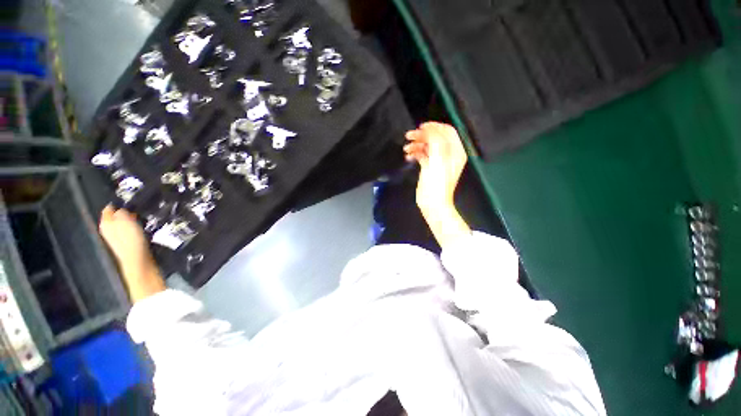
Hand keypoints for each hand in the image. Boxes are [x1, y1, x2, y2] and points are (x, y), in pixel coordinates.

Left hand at [99, 205, 151, 270]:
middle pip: (114, 217)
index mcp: (105, 222)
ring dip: (129, 221)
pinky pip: (126, 231)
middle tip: (135, 211)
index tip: (129, 202)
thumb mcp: (125, 219)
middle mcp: (106, 229)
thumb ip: (121, 211)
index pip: (108, 208)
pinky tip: (139, 229)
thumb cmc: (130, 237)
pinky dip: (132, 228)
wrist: (137, 257)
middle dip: (124, 213)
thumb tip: (120, 209)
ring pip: (121, 224)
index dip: (118, 203)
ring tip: (139, 219)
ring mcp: (114, 237)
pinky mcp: (124, 243)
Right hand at [403, 122, 467, 215]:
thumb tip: (427, 129)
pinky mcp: (430, 168)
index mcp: (455, 151)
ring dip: (417, 144)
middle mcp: (448, 154)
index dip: (434, 127)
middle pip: (436, 137)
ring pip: (428, 146)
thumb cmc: (437, 184)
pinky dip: (415, 153)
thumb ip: (435, 142)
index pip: (447, 131)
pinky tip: (408, 156)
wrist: (433, 204)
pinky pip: (423, 155)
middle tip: (409, 136)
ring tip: (406, 148)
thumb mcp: (438, 160)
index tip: (420, 127)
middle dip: (422, 135)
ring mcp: (439, 161)